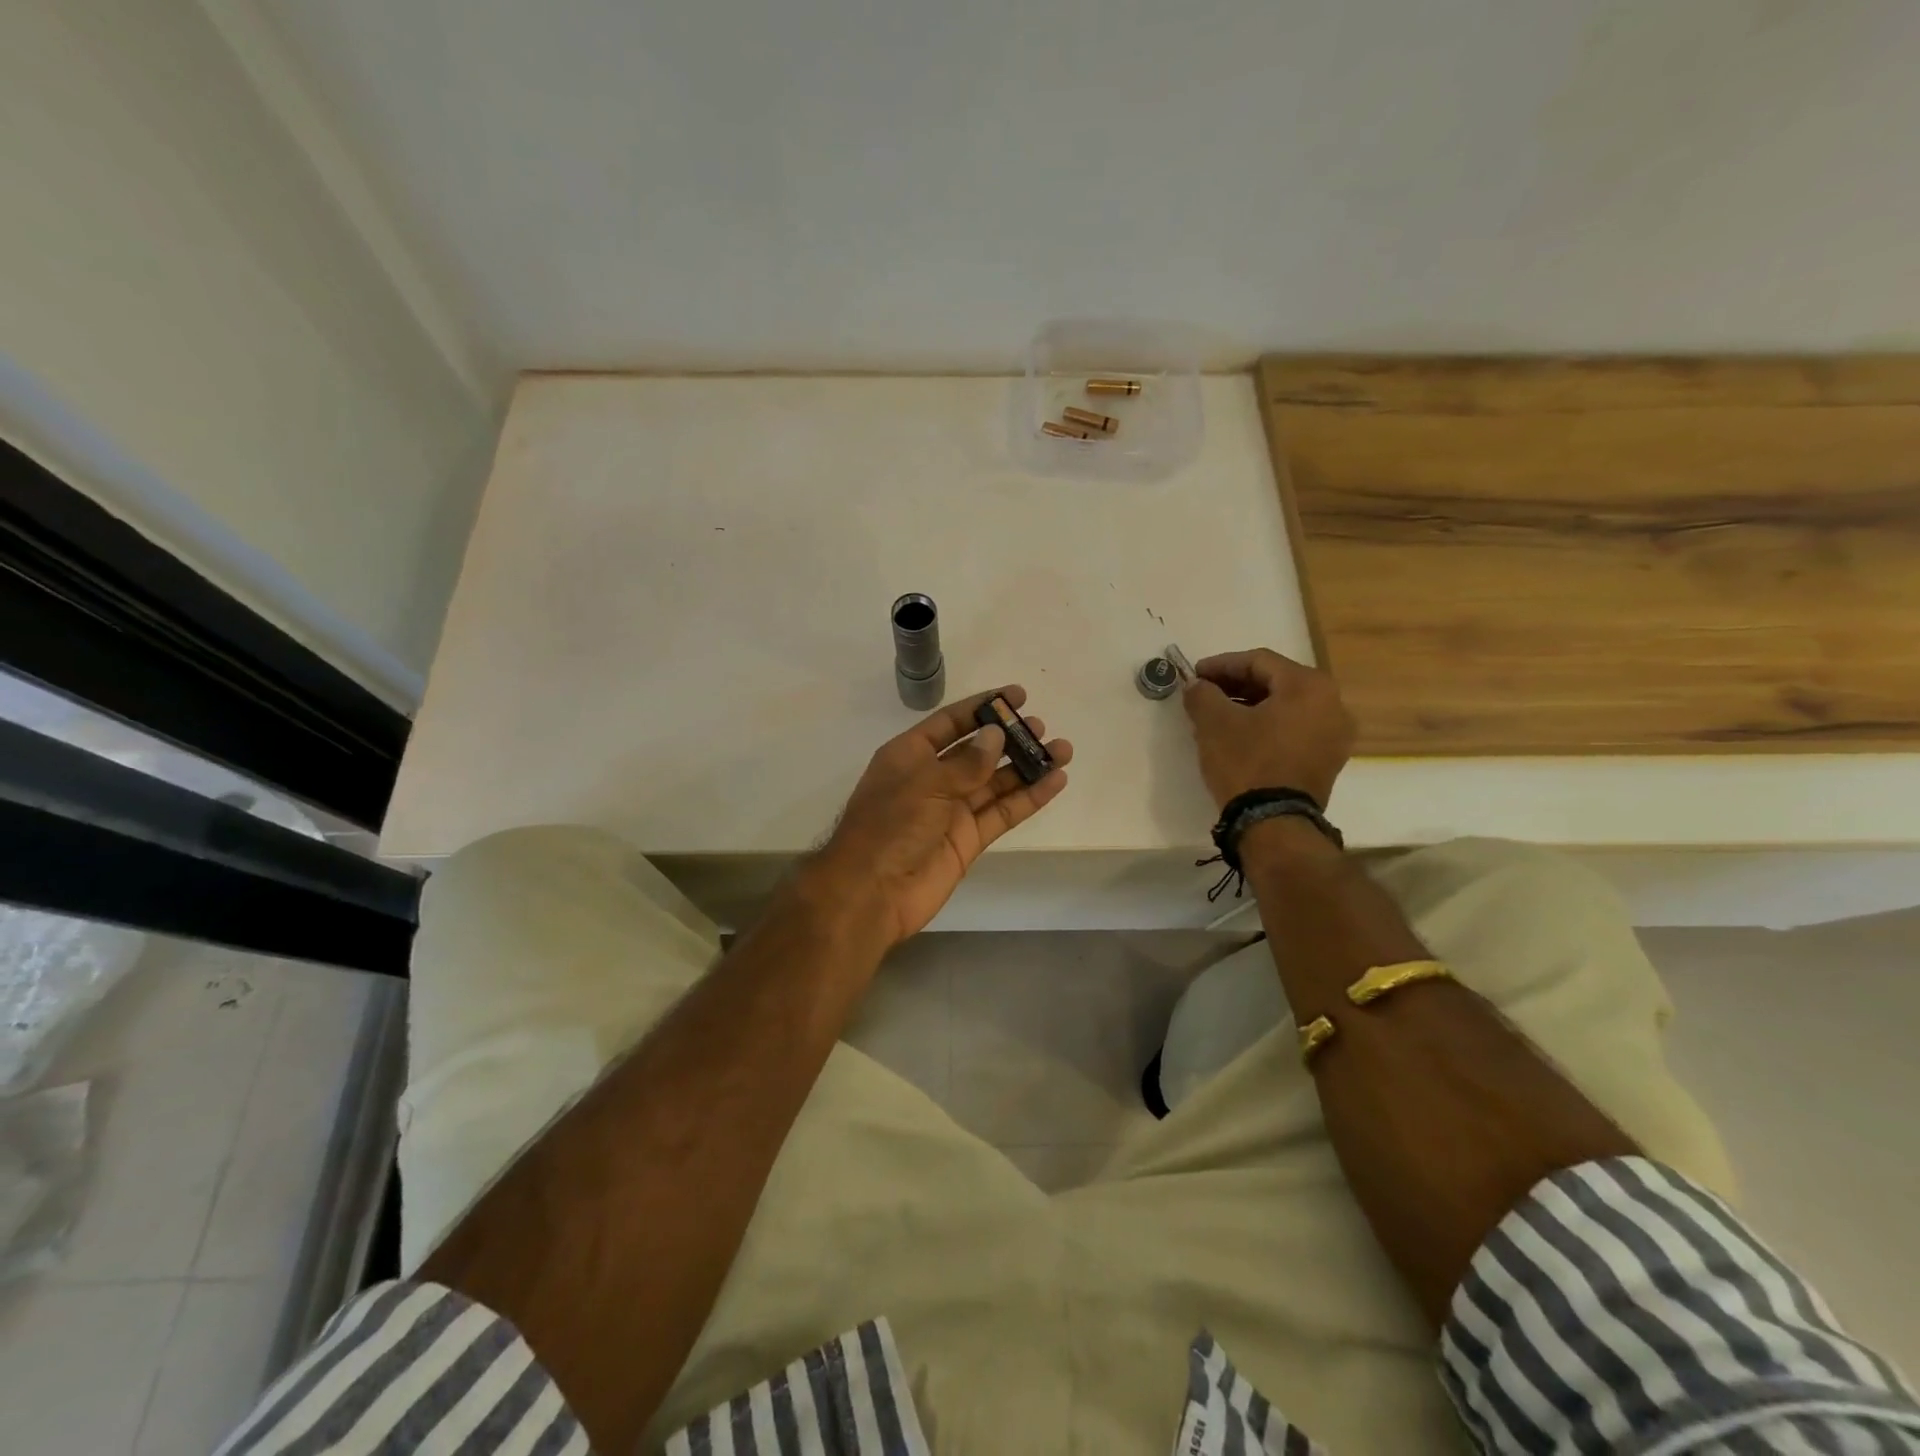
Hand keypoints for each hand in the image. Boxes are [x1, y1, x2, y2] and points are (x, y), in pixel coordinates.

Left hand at [810, 687, 1072, 947]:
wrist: (872, 892)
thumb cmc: (889, 826)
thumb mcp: (926, 783)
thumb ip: (966, 762)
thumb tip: (996, 735)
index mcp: (910, 755)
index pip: (950, 723)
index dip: (982, 708)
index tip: (1017, 695)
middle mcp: (932, 778)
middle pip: (977, 752)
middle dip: (1009, 738)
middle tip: (1041, 728)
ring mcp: (952, 810)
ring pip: (996, 782)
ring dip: (1027, 766)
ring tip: (1062, 750)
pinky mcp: (969, 839)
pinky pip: (1002, 812)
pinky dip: (1028, 798)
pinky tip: (1055, 782)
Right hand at [1182, 649, 1353, 808]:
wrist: (1274, 822)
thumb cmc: (1247, 763)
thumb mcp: (1214, 723)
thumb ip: (1202, 694)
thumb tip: (1196, 685)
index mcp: (1309, 686)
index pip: (1258, 661)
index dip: (1221, 665)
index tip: (1194, 675)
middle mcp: (1332, 703)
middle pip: (1276, 682)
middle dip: (1236, 685)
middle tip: (1205, 693)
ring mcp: (1335, 734)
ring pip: (1286, 706)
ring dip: (1250, 705)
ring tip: (1218, 715)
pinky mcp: (1329, 759)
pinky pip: (1294, 729)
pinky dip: (1267, 725)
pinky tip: (1241, 735)